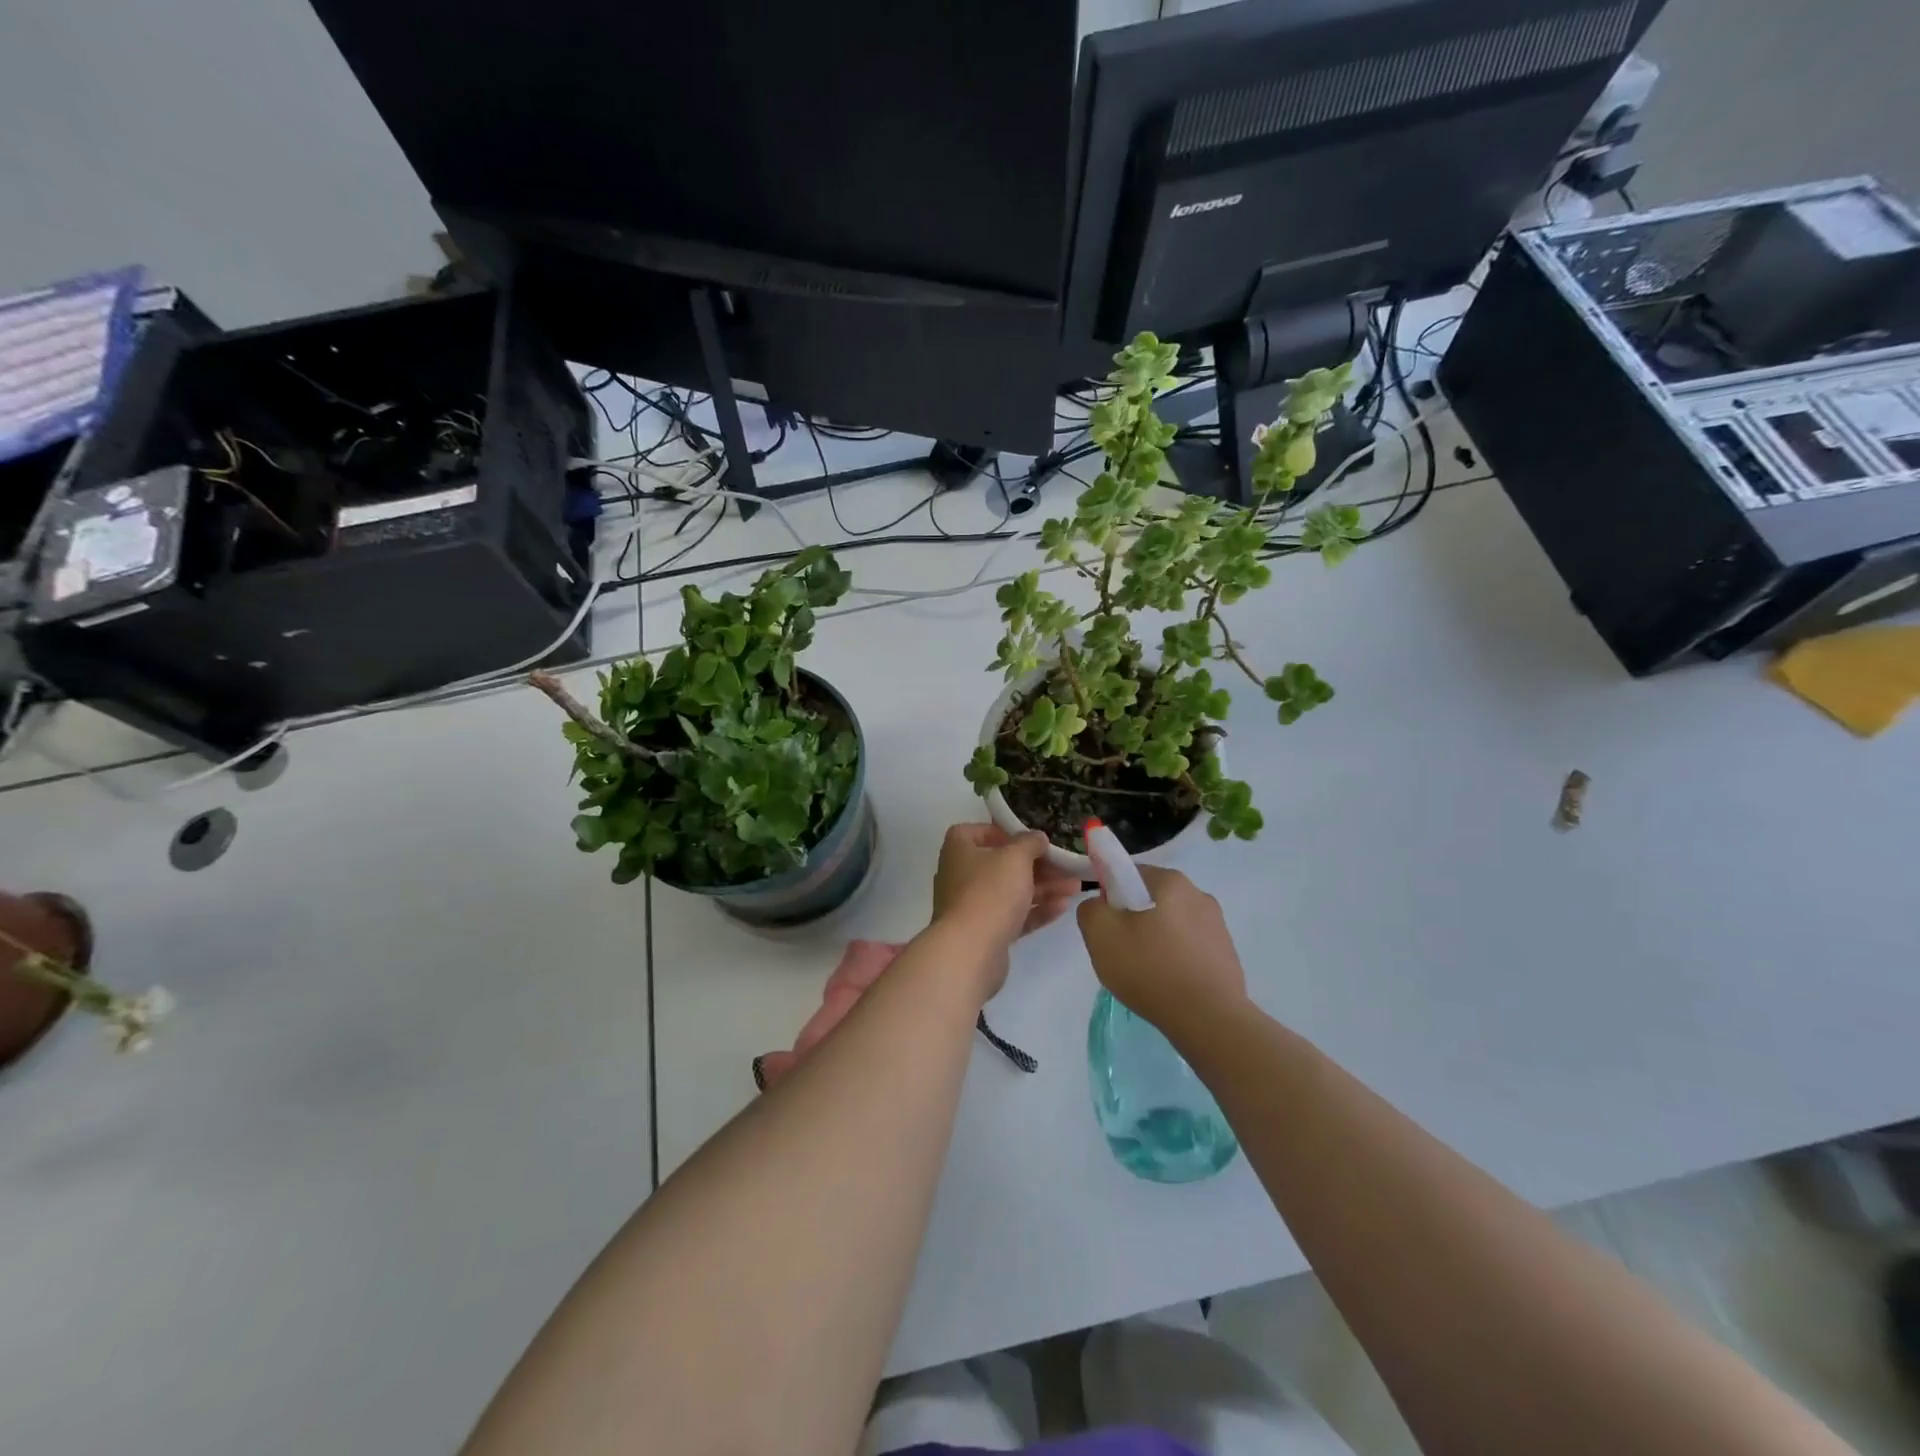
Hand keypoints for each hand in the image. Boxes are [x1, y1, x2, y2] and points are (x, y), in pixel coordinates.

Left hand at [932, 824, 1079, 953]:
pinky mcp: (985, 933)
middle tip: (1065, 866)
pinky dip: (1036, 910)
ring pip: (1011, 892)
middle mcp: (960, 876)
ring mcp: (972, 907)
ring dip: (1043, 888)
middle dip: (1036, 865)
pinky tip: (1062, 907)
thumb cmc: (990, 891)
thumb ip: (1029, 842)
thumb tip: (1037, 838)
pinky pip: (1013, 916)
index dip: (1002, 833)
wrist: (971, 951)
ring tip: (1074, 887)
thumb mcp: (1015, 857)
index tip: (1028, 839)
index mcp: (958, 850)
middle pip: (1001, 864)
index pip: (976, 832)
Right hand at [1077, 866, 1246, 1037]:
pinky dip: (1176, 960)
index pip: (1129, 874)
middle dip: (1134, 921)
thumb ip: (1090, 908)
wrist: (1208, 1019)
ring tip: (1147, 974)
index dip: (1111, 897)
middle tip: (1122, 952)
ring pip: (1171, 925)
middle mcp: (1198, 894)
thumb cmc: (1150, 968)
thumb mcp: (1100, 933)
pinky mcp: (1227, 953)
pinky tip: (1169, 984)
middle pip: (1151, 900)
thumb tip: (1100, 905)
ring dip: (1156, 941)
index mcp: (1170, 880)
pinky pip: (1190, 948)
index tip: (1108, 927)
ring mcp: (1218, 925)